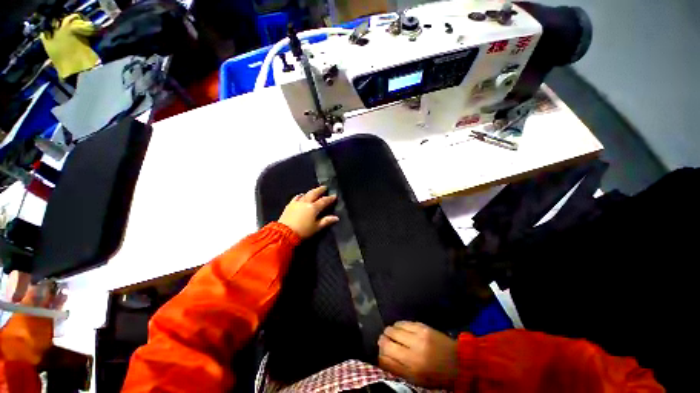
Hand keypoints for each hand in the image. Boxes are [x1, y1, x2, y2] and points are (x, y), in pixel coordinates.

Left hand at [278, 185, 338, 238]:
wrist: (284, 233)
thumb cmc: (303, 231)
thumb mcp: (316, 227)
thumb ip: (326, 221)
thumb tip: (336, 218)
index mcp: (313, 208)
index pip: (324, 201)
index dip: (330, 198)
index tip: (334, 196)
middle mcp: (306, 202)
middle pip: (314, 193)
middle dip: (320, 190)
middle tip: (324, 187)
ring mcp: (297, 202)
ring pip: (306, 194)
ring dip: (311, 191)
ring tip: (314, 191)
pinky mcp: (290, 205)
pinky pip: (296, 197)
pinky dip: (301, 195)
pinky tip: (301, 195)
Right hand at [378, 321, 457, 389]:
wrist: (459, 362)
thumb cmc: (436, 375)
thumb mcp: (416, 379)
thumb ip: (397, 369)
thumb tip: (380, 357)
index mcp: (411, 368)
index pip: (385, 357)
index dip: (380, 353)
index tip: (380, 351)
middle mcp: (412, 351)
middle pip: (387, 341)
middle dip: (383, 340)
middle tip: (385, 341)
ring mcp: (418, 336)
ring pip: (393, 328)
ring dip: (390, 331)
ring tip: (393, 334)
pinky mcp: (422, 326)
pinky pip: (403, 322)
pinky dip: (399, 325)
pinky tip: (400, 328)